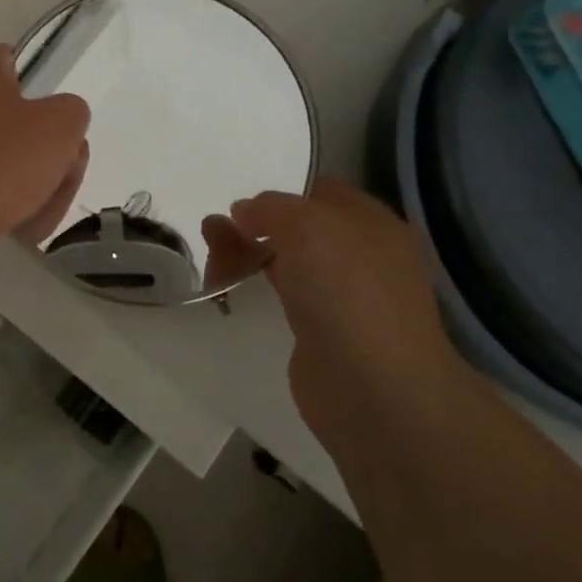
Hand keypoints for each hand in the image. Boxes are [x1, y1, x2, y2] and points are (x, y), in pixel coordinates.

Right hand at [219, 179, 455, 439]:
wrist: (372, 388)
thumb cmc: (346, 290)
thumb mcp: (305, 224)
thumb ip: (270, 208)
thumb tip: (244, 212)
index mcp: (372, 224)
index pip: (322, 193)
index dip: (283, 192)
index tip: (244, 204)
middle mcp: (362, 257)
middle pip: (299, 229)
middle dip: (255, 226)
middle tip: (214, 230)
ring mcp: (343, 299)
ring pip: (287, 263)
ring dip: (246, 256)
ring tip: (208, 255)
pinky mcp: (321, 335)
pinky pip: (282, 299)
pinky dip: (254, 290)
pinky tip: (227, 289)